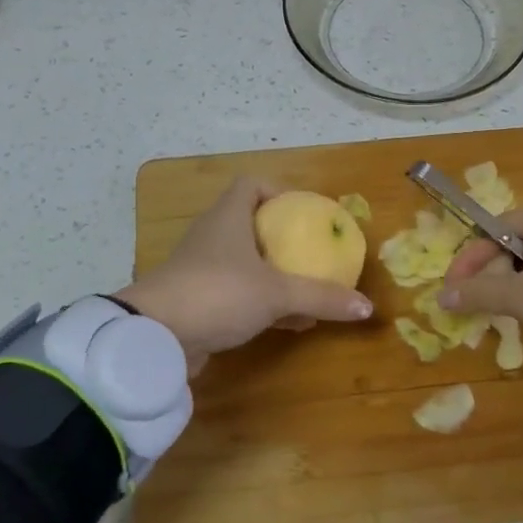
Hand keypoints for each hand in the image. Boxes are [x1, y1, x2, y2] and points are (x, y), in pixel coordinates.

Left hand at [117, 177, 373, 372]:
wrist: (155, 337)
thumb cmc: (217, 293)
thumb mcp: (276, 293)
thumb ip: (321, 297)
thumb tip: (367, 307)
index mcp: (228, 218)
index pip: (251, 185)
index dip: (279, 192)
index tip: (306, 213)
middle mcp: (213, 237)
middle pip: (251, 225)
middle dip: (285, 239)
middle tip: (315, 253)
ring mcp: (202, 270)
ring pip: (246, 263)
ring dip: (277, 275)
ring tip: (311, 290)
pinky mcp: (198, 302)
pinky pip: (239, 294)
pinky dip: (266, 303)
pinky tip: (293, 322)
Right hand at [439, 204, 522, 375]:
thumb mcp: (522, 298)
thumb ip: (479, 293)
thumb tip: (442, 297)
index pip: (497, 228)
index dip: (470, 258)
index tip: (452, 289)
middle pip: (515, 246)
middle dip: (491, 276)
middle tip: (477, 306)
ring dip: (512, 289)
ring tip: (502, 314)